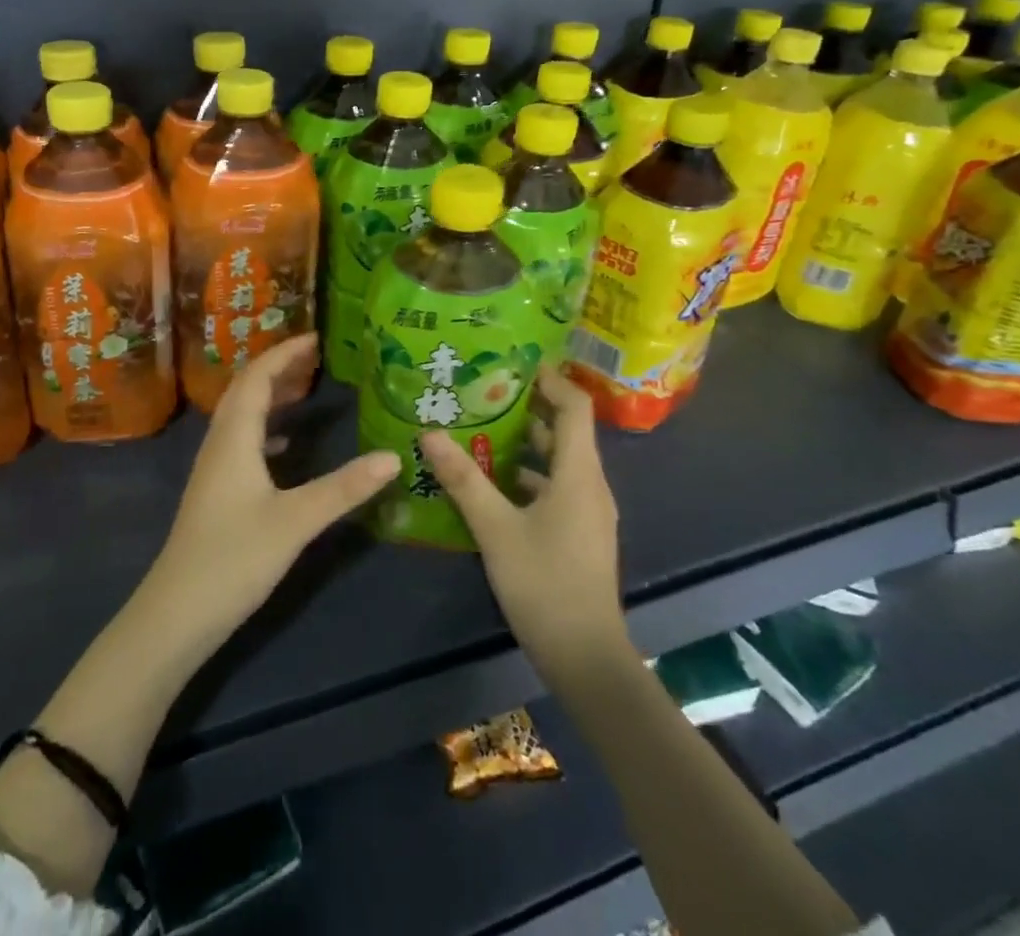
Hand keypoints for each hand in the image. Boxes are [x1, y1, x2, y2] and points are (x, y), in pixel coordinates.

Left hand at [144, 334, 397, 654]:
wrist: (176, 614)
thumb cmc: (234, 559)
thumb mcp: (296, 521)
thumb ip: (344, 488)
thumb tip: (394, 456)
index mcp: (234, 437)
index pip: (258, 377)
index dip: (285, 353)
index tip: (317, 338)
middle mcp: (220, 443)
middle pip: (247, 389)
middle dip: (280, 367)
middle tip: (317, 357)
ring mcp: (215, 468)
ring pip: (242, 415)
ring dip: (271, 395)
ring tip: (306, 388)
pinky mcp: (216, 491)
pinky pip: (242, 440)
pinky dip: (266, 427)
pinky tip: (287, 443)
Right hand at [420, 366, 630, 677]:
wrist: (587, 658)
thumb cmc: (545, 584)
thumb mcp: (495, 529)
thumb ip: (463, 480)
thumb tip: (429, 433)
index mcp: (579, 473)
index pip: (574, 406)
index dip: (550, 378)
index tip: (514, 362)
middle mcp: (590, 484)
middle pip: (566, 429)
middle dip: (528, 406)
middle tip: (484, 390)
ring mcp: (587, 511)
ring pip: (558, 461)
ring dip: (524, 442)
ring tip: (480, 428)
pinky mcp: (579, 533)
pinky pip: (555, 487)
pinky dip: (527, 475)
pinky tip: (491, 482)